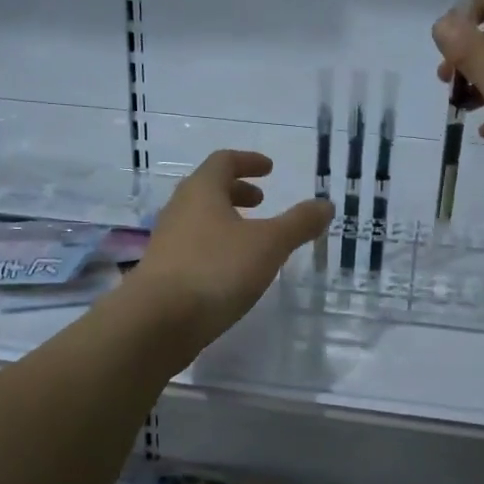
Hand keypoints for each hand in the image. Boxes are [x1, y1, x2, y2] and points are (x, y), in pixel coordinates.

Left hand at [122, 150, 331, 356]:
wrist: (157, 321)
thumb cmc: (216, 270)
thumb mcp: (269, 245)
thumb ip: (299, 223)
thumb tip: (325, 204)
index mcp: (202, 191)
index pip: (223, 161)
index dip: (248, 161)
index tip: (269, 169)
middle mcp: (179, 210)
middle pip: (208, 190)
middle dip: (237, 192)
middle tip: (261, 202)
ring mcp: (167, 242)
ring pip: (199, 220)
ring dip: (226, 221)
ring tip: (251, 239)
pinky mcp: (163, 273)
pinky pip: (194, 248)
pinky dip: (216, 248)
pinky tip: (231, 272)